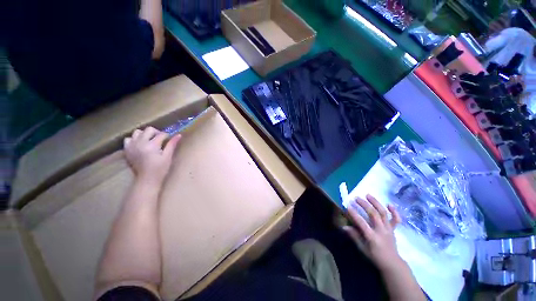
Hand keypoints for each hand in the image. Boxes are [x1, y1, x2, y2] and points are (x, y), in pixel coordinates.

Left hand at [123, 127, 181, 185]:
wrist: (146, 179)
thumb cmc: (160, 169)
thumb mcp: (168, 156)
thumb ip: (172, 144)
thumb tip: (179, 135)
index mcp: (152, 145)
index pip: (161, 134)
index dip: (167, 136)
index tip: (170, 139)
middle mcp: (141, 143)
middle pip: (149, 129)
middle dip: (156, 132)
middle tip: (160, 139)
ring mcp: (132, 145)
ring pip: (137, 132)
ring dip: (145, 134)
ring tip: (149, 140)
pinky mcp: (127, 149)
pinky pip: (129, 139)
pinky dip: (134, 139)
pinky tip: (140, 144)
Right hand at [342, 194, 402, 270]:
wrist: (392, 263)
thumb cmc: (375, 256)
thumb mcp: (362, 248)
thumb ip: (354, 236)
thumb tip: (344, 227)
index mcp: (372, 237)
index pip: (362, 223)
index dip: (354, 214)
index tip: (347, 206)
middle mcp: (381, 230)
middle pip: (374, 214)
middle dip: (364, 205)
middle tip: (356, 198)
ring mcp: (388, 229)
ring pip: (383, 213)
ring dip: (376, 203)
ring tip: (368, 195)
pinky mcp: (393, 229)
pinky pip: (395, 219)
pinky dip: (394, 211)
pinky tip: (389, 204)